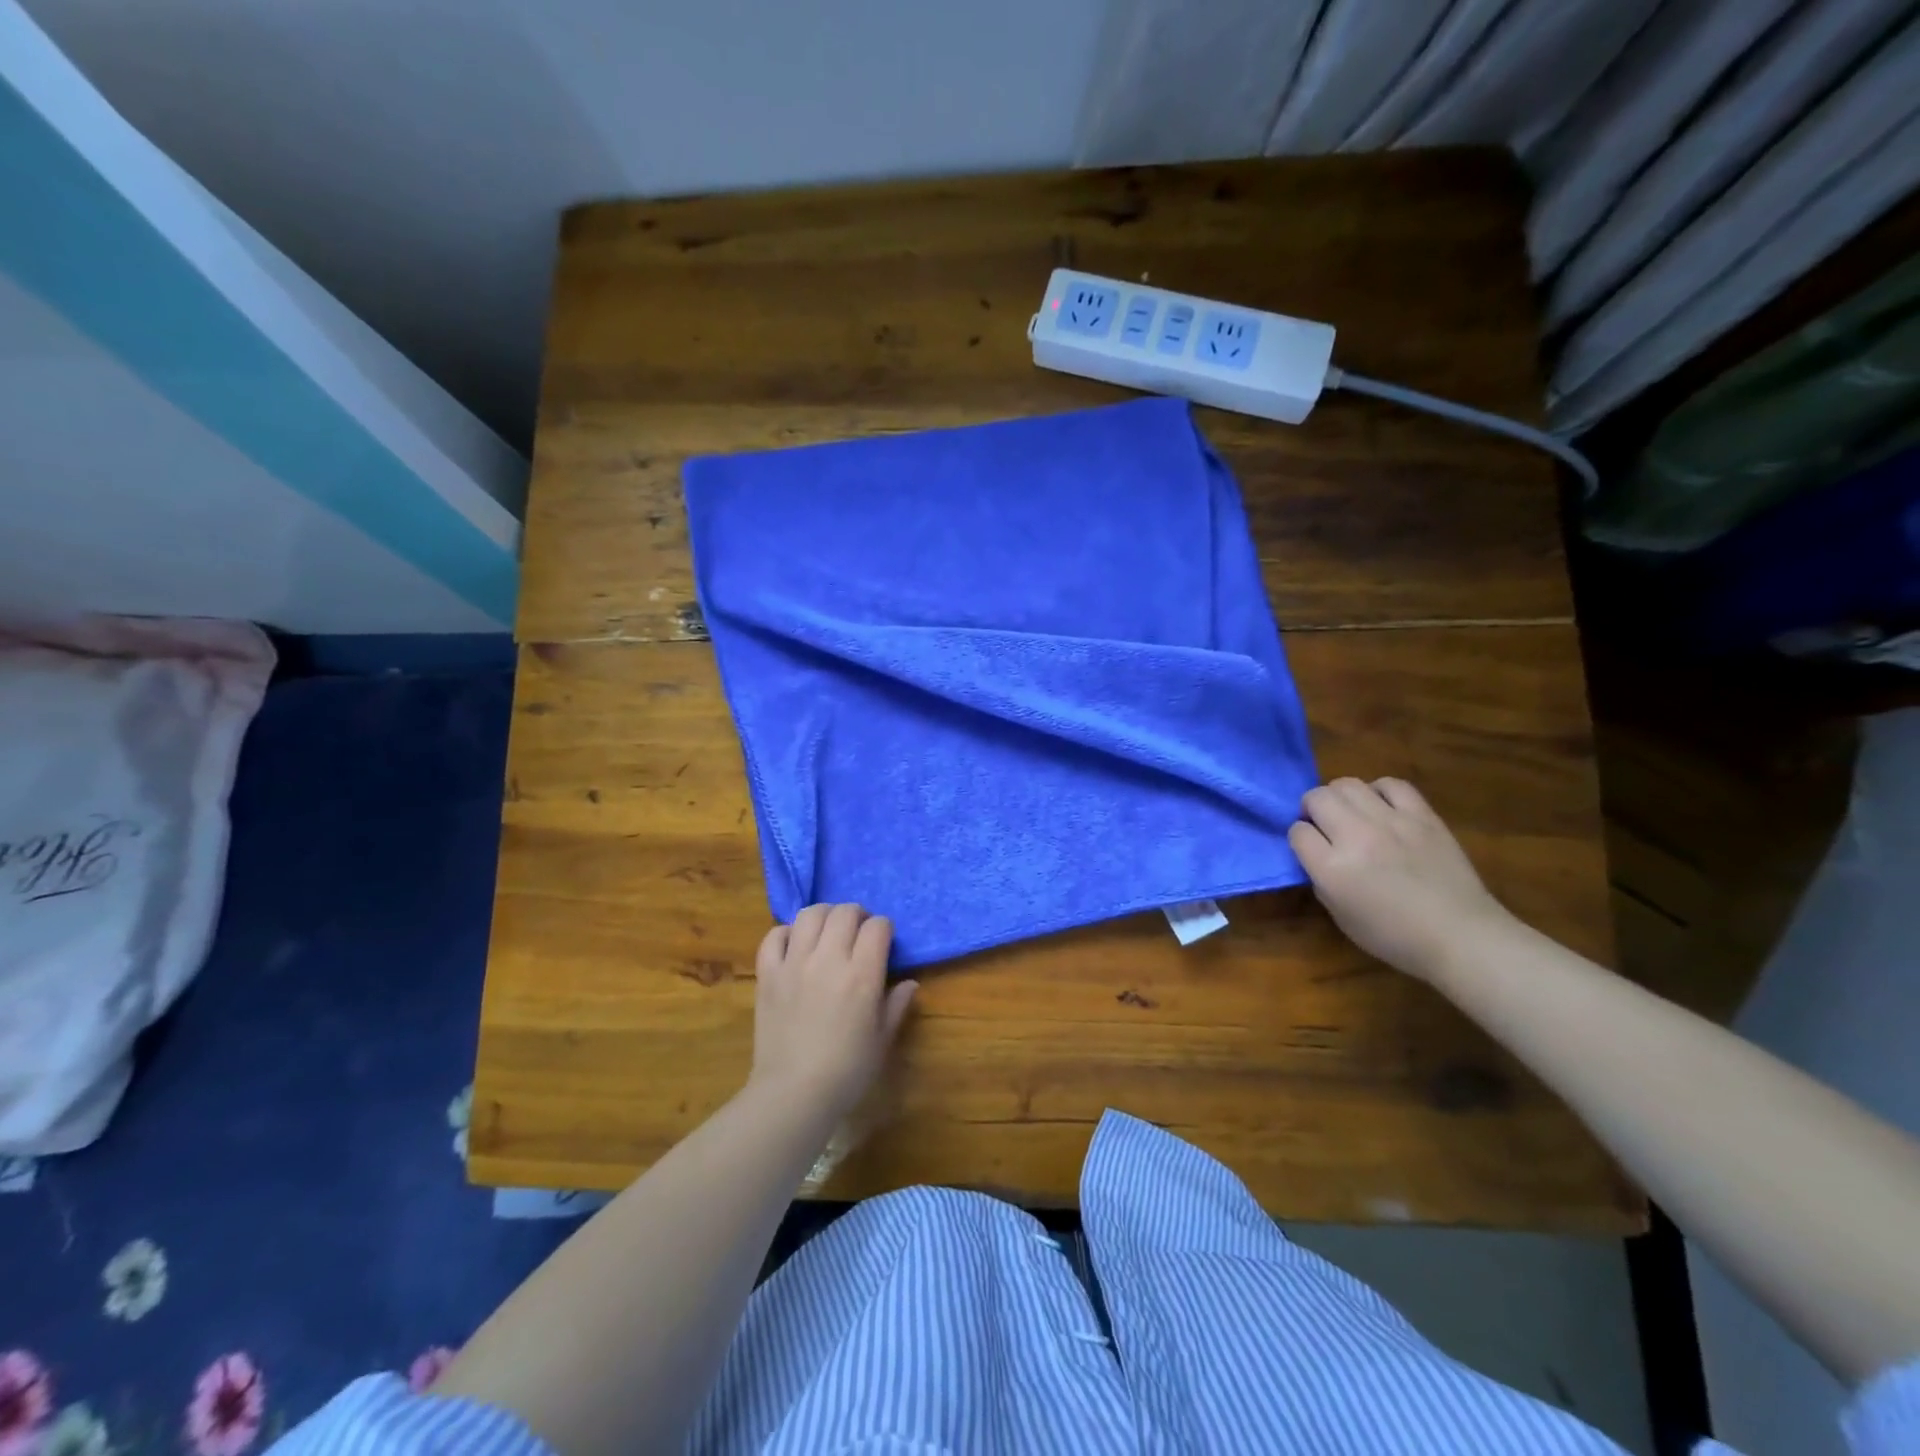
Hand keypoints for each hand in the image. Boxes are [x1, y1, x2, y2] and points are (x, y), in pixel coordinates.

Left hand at [749, 903, 917, 1121]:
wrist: (793, 1094)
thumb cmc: (847, 1071)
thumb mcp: (882, 1040)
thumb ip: (896, 1005)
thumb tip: (909, 983)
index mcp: (862, 975)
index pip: (878, 926)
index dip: (884, 928)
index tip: (883, 942)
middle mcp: (828, 959)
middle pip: (844, 912)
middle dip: (857, 915)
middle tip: (858, 933)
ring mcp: (794, 963)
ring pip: (809, 915)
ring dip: (824, 916)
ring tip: (828, 931)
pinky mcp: (768, 974)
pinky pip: (773, 936)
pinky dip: (786, 933)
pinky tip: (795, 945)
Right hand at [1287, 778, 1516, 981]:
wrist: (1461, 936)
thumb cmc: (1395, 936)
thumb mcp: (1340, 916)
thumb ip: (1321, 880)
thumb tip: (1317, 855)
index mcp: (1332, 868)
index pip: (1297, 831)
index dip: (1300, 838)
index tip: (1310, 848)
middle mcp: (1356, 837)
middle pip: (1318, 798)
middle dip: (1312, 808)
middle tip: (1323, 824)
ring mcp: (1391, 822)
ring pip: (1348, 784)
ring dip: (1340, 796)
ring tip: (1350, 812)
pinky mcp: (1422, 816)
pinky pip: (1391, 785)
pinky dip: (1378, 791)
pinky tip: (1381, 806)